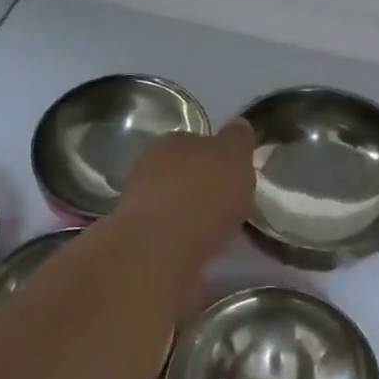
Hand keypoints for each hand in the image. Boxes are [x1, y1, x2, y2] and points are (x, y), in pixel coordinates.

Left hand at [115, 120, 256, 260]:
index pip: (198, 141)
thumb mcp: (234, 156)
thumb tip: (239, 125)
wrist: (159, 253)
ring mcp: (140, 205)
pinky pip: (170, 235)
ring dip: (192, 214)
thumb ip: (238, 140)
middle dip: (203, 185)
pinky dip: (185, 240)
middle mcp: (150, 167)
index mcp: (173, 141)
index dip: (218, 155)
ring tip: (219, 231)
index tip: (235, 173)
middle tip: (229, 203)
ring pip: (174, 204)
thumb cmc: (202, 194)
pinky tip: (202, 250)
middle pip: (184, 172)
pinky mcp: (139, 242)